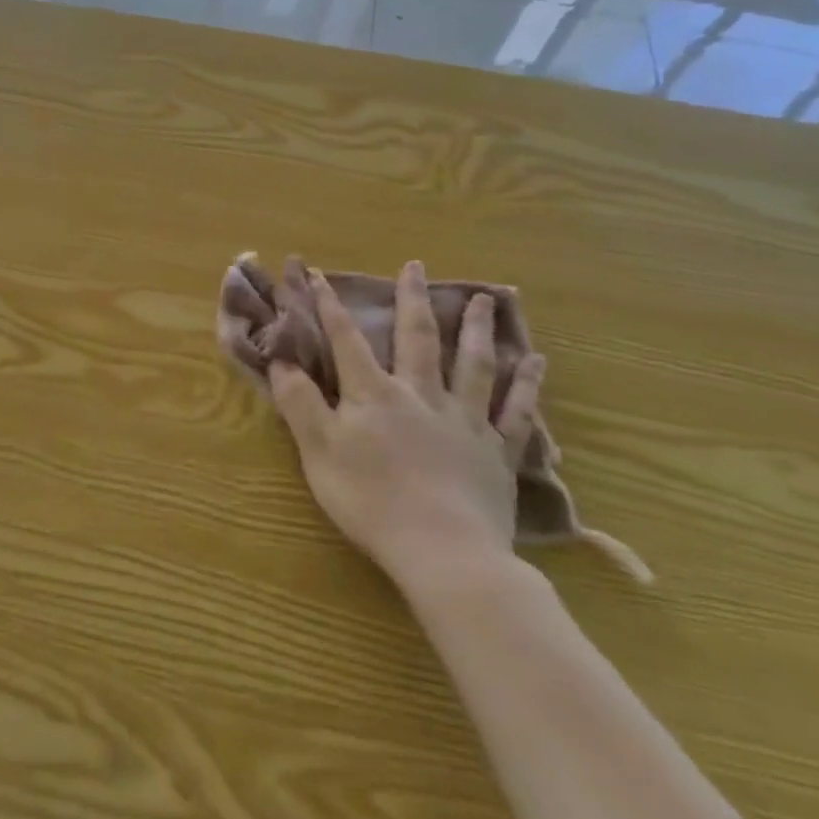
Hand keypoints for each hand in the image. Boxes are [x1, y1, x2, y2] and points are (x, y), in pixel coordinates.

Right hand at [268, 261, 543, 586]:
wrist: (444, 552)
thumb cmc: (370, 501)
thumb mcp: (319, 452)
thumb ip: (300, 403)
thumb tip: (282, 360)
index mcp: (374, 395)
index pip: (346, 340)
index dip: (329, 306)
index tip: (317, 273)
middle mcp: (421, 395)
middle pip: (417, 339)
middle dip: (412, 300)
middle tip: (416, 266)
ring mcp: (465, 421)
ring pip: (472, 365)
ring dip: (476, 329)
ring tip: (485, 299)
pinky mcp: (496, 452)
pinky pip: (515, 411)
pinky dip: (526, 385)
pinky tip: (535, 362)